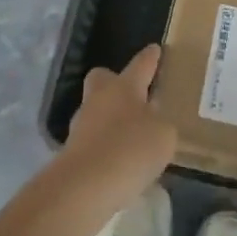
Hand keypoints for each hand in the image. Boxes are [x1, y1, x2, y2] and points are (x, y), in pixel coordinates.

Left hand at [52, 46, 177, 229]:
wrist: (84, 186)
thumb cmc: (130, 150)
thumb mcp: (164, 136)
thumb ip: (162, 125)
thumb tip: (154, 123)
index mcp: (124, 86)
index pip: (141, 64)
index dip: (150, 57)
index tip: (154, 48)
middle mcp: (100, 98)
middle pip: (103, 78)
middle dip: (115, 82)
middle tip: (133, 96)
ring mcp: (82, 124)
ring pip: (97, 110)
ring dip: (111, 120)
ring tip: (132, 139)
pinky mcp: (72, 151)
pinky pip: (94, 140)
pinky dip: (105, 147)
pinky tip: (121, 163)